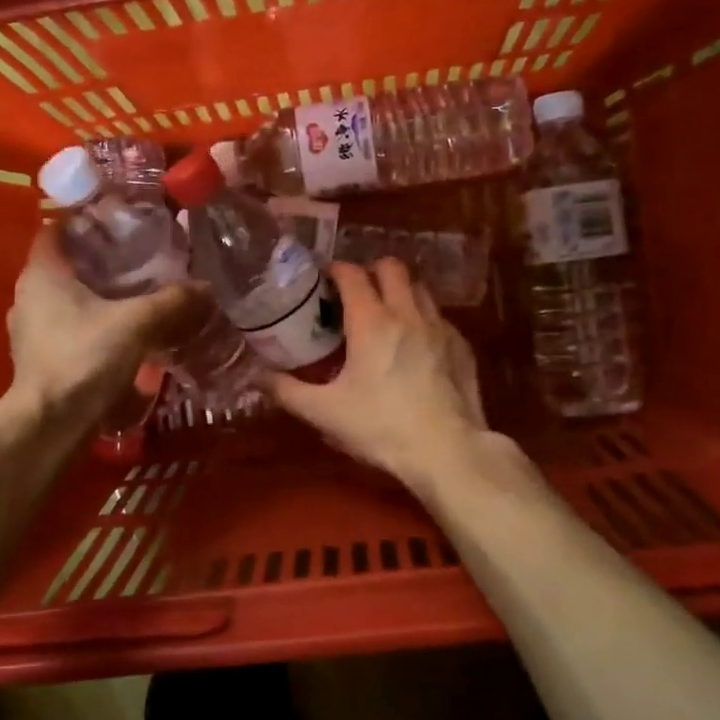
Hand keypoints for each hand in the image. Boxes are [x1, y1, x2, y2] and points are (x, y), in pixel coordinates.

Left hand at [6, 228, 205, 424]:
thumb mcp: (137, 323)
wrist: (50, 424)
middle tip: (139, 255)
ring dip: (96, 294)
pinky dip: (92, 323)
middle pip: (65, 265)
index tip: (120, 220)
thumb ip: (172, 302)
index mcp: (42, 274)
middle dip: (99, 259)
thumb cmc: (84, 358)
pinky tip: (122, 332)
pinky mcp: (41, 358)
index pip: (56, 229)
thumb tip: (206, 287)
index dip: (85, 220)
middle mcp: (29, 296)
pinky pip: (69, 327)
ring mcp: (30, 330)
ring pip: (67, 299)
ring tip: (136, 293)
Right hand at [268, 259, 488, 488]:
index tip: (323, 281)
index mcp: (371, 321)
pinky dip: (422, 320)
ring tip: (385, 316)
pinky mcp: (462, 346)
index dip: (335, 270)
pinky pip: (439, 318)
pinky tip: (415, 347)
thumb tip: (257, 376)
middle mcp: (407, 313)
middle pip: (391, 267)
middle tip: (355, 295)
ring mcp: (440, 327)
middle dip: (371, 271)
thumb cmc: (381, 428)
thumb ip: (287, 390)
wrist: (447, 451)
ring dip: (399, 292)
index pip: (352, 274)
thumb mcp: (325, 413)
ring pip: (419, 288)